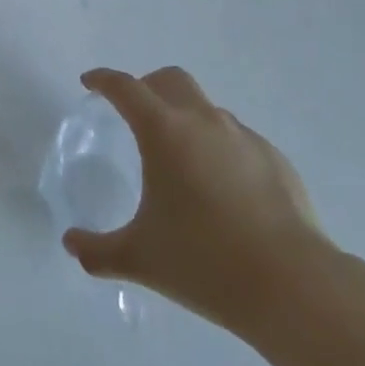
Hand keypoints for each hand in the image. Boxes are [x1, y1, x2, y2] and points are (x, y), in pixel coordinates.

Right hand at [63, 67, 331, 337]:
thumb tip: (71, 244)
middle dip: (147, 86)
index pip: (125, 88)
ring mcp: (243, 137)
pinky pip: (237, 139)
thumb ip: (98, 250)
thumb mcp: (140, 259)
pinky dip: (220, 148)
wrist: (293, 286)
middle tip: (135, 113)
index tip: (90, 83)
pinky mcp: (275, 159)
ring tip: (181, 159)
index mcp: (164, 131)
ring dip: (186, 118)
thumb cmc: (205, 262)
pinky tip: (222, 188)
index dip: (103, 80)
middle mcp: (203, 121)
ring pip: (206, 108)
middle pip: (170, 80)